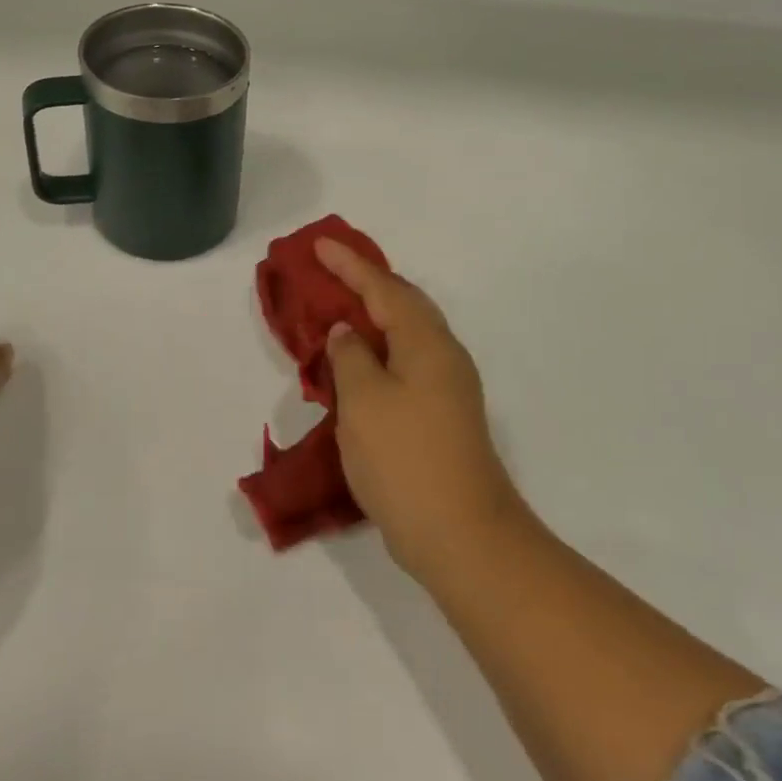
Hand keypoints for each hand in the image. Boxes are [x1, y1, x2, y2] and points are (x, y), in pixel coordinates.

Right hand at [317, 240, 525, 582]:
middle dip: (366, 283)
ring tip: (340, 309)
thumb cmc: (406, 460)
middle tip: (330, 270)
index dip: (350, 264)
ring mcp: (448, 387)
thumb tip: (347, 333)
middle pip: (403, 304)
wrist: (462, 536)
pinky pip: (406, 362)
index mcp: (426, 343)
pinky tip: (359, 363)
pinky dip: (380, 350)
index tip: (319, 244)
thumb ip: (351, 358)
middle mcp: (444, 356)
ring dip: (373, 317)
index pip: (384, 288)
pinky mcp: (443, 415)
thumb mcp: (364, 402)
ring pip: (406, 334)